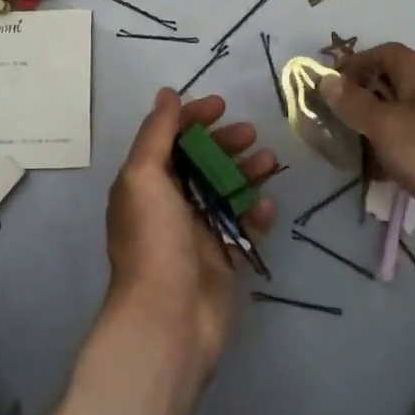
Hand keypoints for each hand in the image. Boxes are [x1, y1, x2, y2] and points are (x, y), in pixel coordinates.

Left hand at [104, 89, 278, 381]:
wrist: (168, 320)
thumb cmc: (153, 241)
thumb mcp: (144, 177)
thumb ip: (156, 133)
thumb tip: (166, 94)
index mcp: (145, 183)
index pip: (170, 138)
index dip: (193, 118)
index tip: (221, 106)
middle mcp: (168, 204)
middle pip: (201, 161)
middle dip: (226, 143)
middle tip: (251, 134)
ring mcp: (197, 233)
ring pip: (226, 190)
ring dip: (247, 172)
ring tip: (270, 163)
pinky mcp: (223, 259)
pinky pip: (243, 227)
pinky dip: (256, 214)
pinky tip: (268, 207)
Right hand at [320, 44, 414, 245]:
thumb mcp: (384, 126)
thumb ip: (352, 102)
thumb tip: (325, 79)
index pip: (380, 53)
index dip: (352, 67)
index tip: (328, 90)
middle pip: (390, 80)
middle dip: (361, 98)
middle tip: (335, 120)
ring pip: (400, 111)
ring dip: (375, 125)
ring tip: (352, 147)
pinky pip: (414, 136)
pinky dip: (394, 146)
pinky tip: (380, 170)